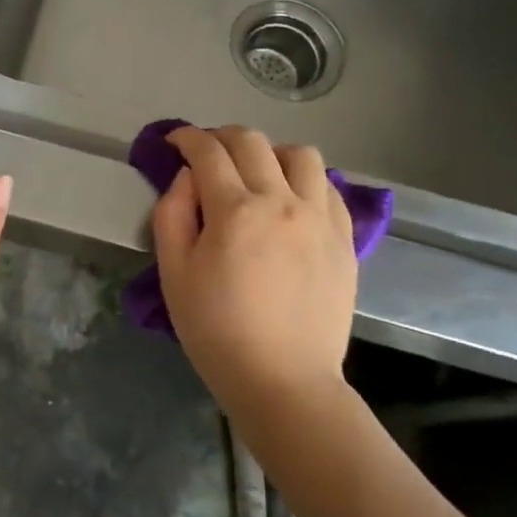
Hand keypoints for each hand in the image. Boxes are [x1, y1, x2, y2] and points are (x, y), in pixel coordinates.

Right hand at [151, 125, 356, 402]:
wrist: (283, 380)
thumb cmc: (216, 331)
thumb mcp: (174, 274)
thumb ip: (172, 214)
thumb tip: (187, 178)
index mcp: (235, 211)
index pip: (208, 152)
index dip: (187, 138)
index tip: (175, 141)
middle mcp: (282, 202)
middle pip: (252, 142)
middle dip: (221, 137)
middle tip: (206, 153)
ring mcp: (319, 218)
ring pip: (300, 154)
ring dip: (270, 152)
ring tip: (256, 173)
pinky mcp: (344, 238)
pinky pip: (328, 186)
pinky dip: (304, 179)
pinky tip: (290, 199)